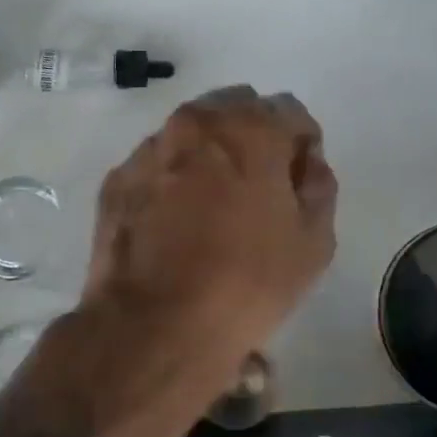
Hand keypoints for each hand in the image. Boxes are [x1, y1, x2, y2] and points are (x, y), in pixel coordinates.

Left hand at [72, 86, 337, 430]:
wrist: (154, 325)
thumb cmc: (246, 282)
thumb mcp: (314, 241)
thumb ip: (318, 186)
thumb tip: (306, 164)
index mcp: (250, 128)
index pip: (289, 111)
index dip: (301, 145)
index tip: (299, 181)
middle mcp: (196, 123)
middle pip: (236, 110)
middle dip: (253, 138)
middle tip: (258, 188)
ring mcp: (150, 149)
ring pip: (191, 134)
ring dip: (209, 155)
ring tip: (212, 207)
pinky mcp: (117, 179)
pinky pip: (157, 164)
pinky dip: (172, 179)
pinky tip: (175, 223)